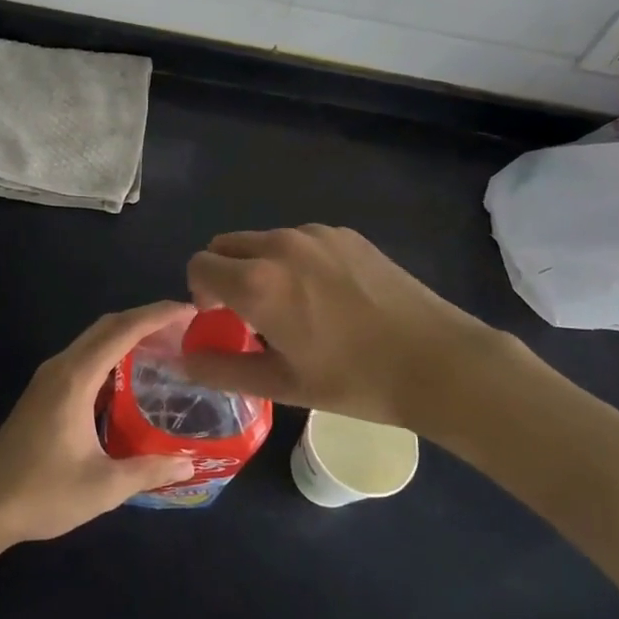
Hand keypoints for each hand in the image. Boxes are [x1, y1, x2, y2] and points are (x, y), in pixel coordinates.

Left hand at [0, 303, 197, 549]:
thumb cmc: (41, 493)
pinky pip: (85, 357)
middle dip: (147, 319)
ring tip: (166, 346)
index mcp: (75, 378)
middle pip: (108, 326)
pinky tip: (131, 376)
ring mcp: (48, 378)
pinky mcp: (43, 392)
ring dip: (128, 335)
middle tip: (186, 328)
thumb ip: (148, 471)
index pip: (123, 330)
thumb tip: (189, 465)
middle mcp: (61, 367)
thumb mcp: (103, 487)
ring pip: (94, 340)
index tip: (191, 310)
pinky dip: (113, 353)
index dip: (158, 315)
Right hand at [179, 225, 536, 436]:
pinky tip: (328, 296)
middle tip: (250, 314)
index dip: (200, 293)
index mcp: (257, 282)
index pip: (199, 265)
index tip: (222, 320)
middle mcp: (280, 246)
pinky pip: (299, 240)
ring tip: (294, 307)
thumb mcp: (281, 384)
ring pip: (263, 241)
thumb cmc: (354, 380)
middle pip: (226, 245)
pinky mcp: (346, 234)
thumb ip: (221, 369)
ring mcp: (316, 235)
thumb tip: (182, 360)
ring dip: (259, 266)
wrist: (436, 360)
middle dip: (224, 274)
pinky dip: (294, 260)